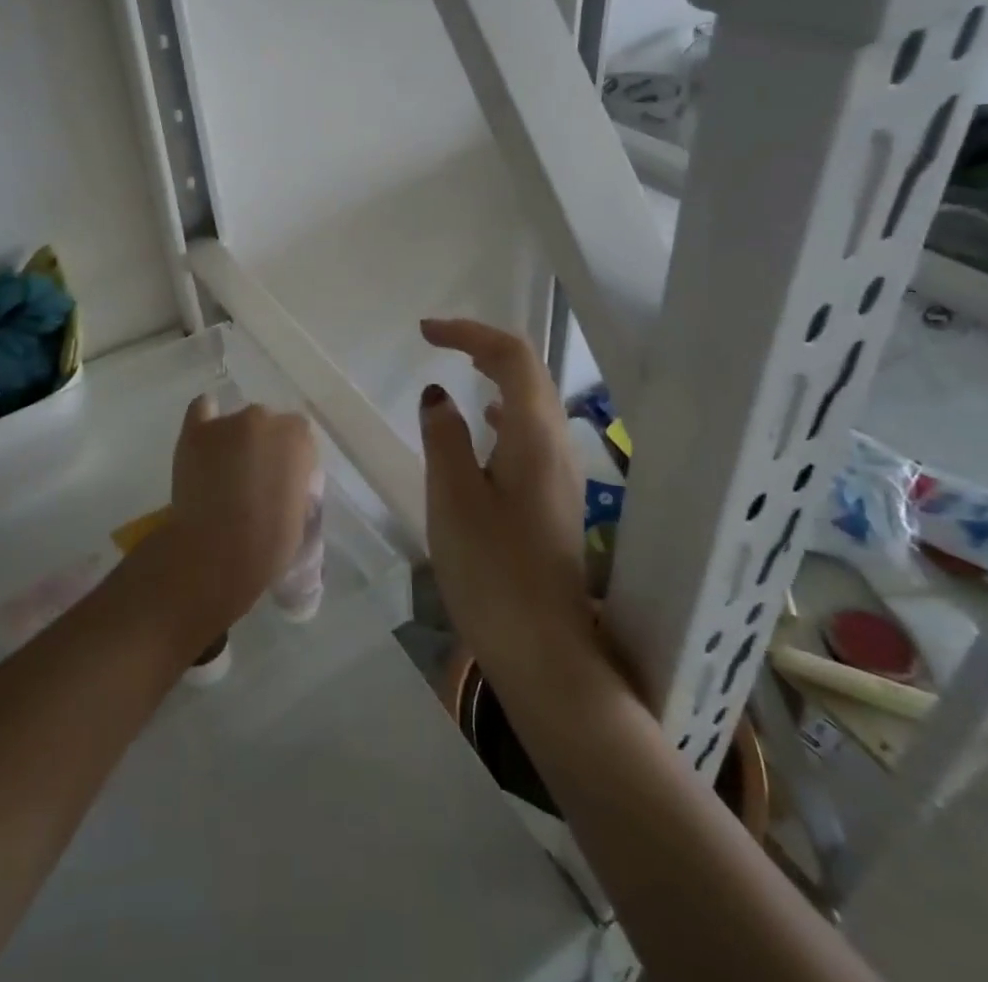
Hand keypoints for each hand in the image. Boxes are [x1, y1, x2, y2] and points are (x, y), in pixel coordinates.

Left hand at [143, 394, 318, 642]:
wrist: (217, 554)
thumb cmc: (269, 543)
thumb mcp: (302, 514)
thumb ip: (297, 485)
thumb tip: (288, 481)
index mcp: (297, 438)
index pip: (300, 436)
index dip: (291, 460)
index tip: (283, 482)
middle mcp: (264, 419)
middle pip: (268, 425)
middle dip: (264, 447)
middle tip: (255, 479)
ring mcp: (227, 422)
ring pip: (237, 422)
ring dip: (236, 439)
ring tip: (225, 470)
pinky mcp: (195, 432)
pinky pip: (202, 409)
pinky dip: (207, 417)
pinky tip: (207, 433)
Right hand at [417, 319, 592, 683]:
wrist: (546, 655)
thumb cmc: (492, 572)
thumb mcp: (452, 498)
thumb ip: (444, 437)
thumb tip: (438, 394)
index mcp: (534, 435)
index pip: (511, 356)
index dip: (469, 333)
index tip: (425, 333)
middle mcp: (558, 444)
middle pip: (530, 371)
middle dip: (484, 346)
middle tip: (439, 341)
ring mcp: (563, 473)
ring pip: (534, 401)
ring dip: (497, 375)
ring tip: (459, 369)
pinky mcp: (556, 499)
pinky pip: (532, 432)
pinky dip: (505, 410)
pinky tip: (486, 425)